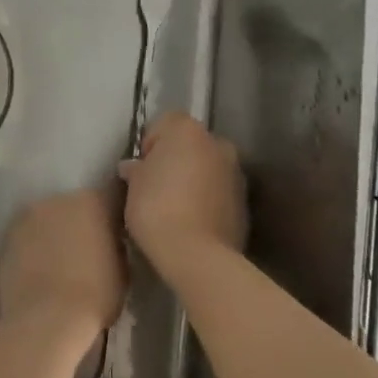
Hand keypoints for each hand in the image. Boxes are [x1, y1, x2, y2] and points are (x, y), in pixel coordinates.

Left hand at [0, 189, 125, 340]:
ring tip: (60, 262)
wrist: (46, 319)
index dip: (114, 215)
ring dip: (55, 232)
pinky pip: (28, 236)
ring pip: (48, 218)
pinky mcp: (7, 235)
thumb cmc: (95, 296)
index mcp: (94, 201)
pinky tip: (40, 269)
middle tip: (88, 250)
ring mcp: (29, 215)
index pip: (111, 196)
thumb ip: (115, 246)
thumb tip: (110, 243)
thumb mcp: (123, 270)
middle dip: (82, 222)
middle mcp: (60, 198)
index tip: (117, 233)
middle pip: (76, 205)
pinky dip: (34, 247)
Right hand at [117, 112, 246, 270]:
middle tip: (156, 186)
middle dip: (175, 159)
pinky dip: (207, 198)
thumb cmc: (157, 209)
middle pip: (190, 144)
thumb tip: (134, 168)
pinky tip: (192, 220)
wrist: (198, 255)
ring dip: (194, 178)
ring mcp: (235, 172)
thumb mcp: (133, 186)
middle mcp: (217, 142)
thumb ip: (136, 169)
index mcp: (188, 130)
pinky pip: (219, 191)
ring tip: (175, 207)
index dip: (150, 143)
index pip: (165, 123)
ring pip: (207, 167)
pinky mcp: (245, 200)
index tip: (141, 168)